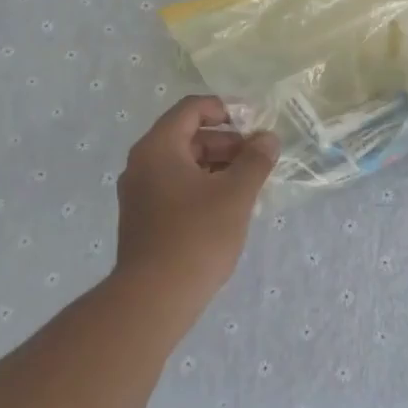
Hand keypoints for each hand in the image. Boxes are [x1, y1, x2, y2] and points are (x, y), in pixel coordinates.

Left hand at [116, 96, 279, 296]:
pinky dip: (201, 186)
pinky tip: (227, 206)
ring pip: (182, 164)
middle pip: (187, 135)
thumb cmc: (196, 236)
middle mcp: (142, 163)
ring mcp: (139, 193)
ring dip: (216, 165)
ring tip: (248, 183)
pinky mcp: (142, 218)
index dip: (225, 109)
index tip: (254, 124)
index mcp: (159, 147)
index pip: (191, 109)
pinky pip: (175, 186)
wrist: (153, 298)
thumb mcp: (235, 194)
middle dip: (225, 141)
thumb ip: (255, 160)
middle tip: (257, 157)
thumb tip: (267, 139)